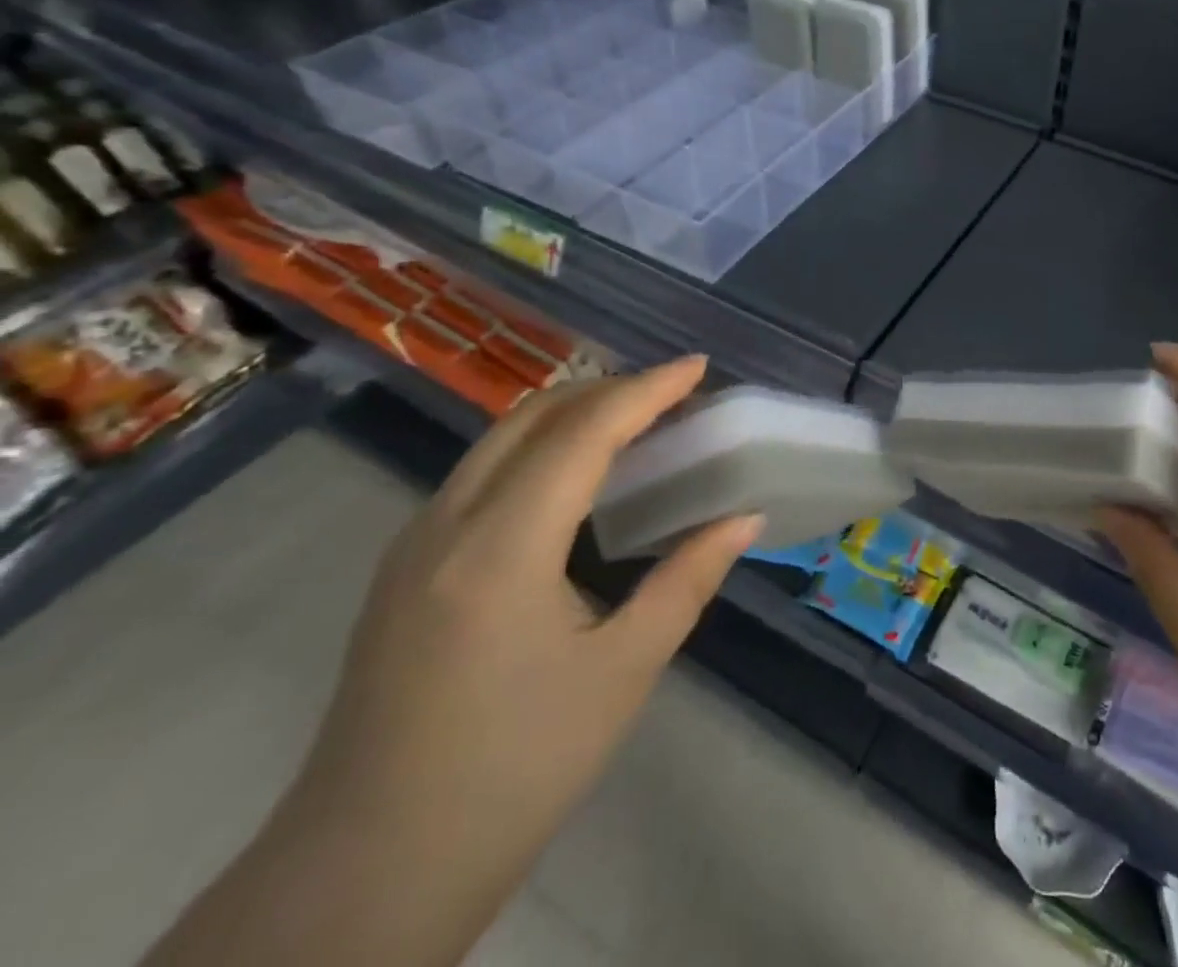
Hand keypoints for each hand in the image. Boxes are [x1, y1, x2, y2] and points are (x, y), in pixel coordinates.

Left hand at [297, 353, 760, 854]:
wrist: (364, 877)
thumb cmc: (513, 772)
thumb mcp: (624, 672)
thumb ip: (689, 579)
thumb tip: (746, 517)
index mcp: (501, 548)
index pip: (584, 433)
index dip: (647, 390)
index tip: (698, 367)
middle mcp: (446, 525)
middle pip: (534, 417)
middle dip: (610, 390)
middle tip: (674, 396)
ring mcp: (413, 546)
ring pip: (499, 440)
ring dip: (572, 415)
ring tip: (637, 425)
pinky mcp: (402, 570)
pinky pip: (480, 474)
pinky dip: (539, 449)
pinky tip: (575, 479)